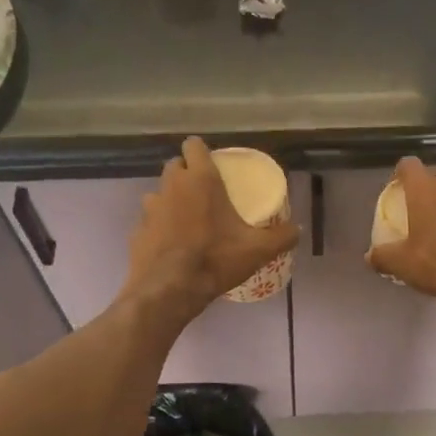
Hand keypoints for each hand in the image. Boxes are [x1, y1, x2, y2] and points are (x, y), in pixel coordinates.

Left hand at [125, 137, 299, 321]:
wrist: (170, 290)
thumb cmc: (215, 260)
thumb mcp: (257, 250)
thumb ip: (281, 237)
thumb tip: (297, 230)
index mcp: (200, 180)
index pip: (193, 145)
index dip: (201, 151)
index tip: (213, 165)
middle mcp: (171, 186)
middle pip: (175, 166)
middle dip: (187, 174)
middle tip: (205, 194)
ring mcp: (150, 208)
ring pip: (159, 193)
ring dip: (171, 200)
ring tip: (187, 221)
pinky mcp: (137, 231)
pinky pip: (150, 221)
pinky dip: (159, 228)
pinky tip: (171, 246)